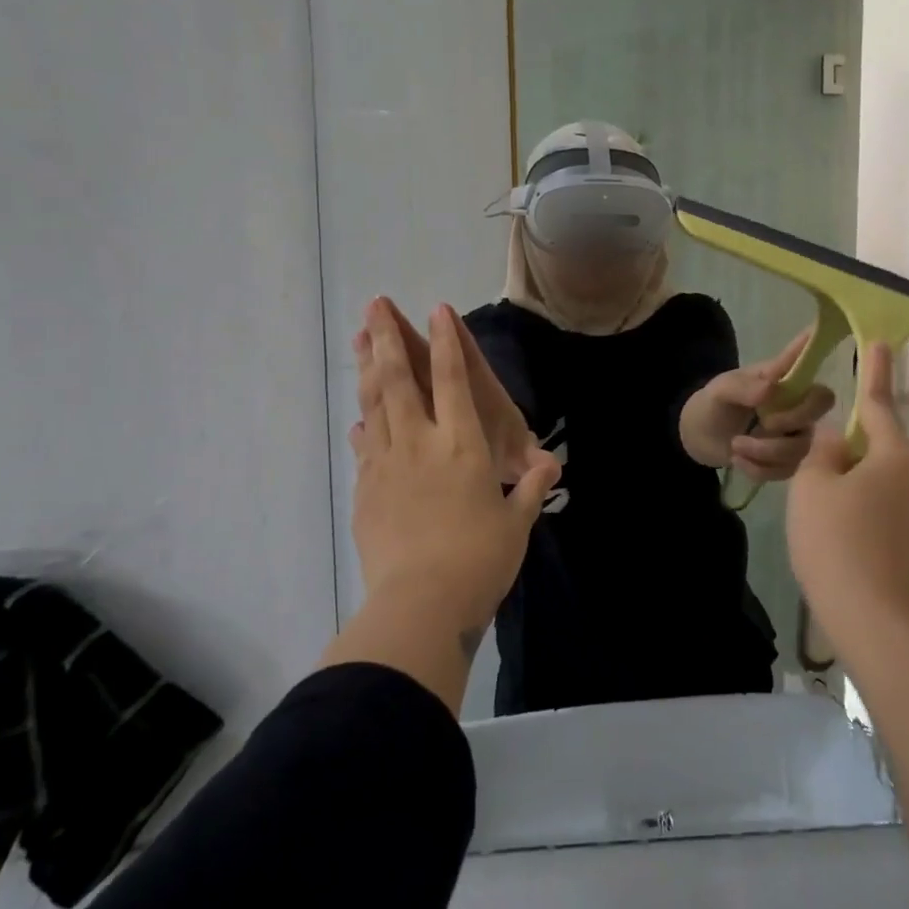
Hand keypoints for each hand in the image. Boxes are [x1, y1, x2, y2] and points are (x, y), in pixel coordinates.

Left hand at [350, 299, 559, 636]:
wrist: (420, 604)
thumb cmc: (480, 559)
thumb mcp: (516, 523)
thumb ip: (530, 489)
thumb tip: (551, 466)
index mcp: (463, 445)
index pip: (453, 380)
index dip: (446, 342)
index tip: (436, 310)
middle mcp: (421, 443)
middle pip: (399, 380)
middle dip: (386, 338)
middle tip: (374, 305)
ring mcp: (386, 465)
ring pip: (374, 405)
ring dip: (366, 369)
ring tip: (357, 339)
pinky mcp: (366, 491)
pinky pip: (364, 447)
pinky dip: (363, 426)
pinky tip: (358, 418)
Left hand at [680, 328, 836, 479]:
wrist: (701, 436)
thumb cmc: (715, 403)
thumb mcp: (722, 390)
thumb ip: (744, 387)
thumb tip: (772, 388)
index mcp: (784, 378)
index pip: (810, 362)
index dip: (821, 350)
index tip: (826, 334)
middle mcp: (797, 404)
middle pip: (820, 407)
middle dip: (791, 420)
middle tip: (762, 423)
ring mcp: (796, 434)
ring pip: (801, 447)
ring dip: (765, 451)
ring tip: (735, 445)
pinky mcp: (788, 462)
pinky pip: (786, 470)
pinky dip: (758, 468)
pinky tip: (738, 460)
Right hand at [786, 342, 908, 651]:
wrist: (879, 626)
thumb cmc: (836, 545)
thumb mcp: (812, 489)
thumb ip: (824, 452)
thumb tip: (839, 437)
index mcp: (896, 457)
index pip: (880, 404)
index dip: (875, 372)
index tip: (881, 342)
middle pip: (885, 453)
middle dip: (857, 457)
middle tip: (823, 484)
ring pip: (895, 490)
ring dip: (869, 494)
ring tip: (836, 528)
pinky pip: (903, 522)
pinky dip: (881, 525)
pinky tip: (859, 552)